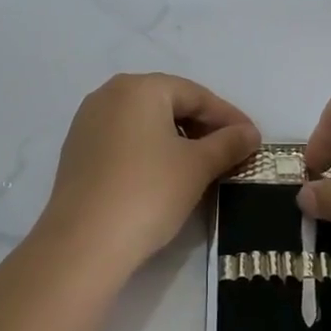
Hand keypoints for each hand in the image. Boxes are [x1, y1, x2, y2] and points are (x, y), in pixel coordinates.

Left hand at [38, 73, 259, 274]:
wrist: (84, 243)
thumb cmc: (148, 192)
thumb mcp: (197, 166)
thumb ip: (228, 144)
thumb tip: (250, 133)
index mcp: (139, 88)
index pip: (196, 94)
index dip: (228, 117)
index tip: (252, 138)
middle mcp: (109, 94)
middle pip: (168, 103)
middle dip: (203, 126)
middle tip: (230, 151)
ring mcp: (88, 123)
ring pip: (145, 122)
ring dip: (177, 139)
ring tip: (202, 165)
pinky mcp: (78, 151)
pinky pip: (124, 140)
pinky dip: (150, 151)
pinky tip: (165, 175)